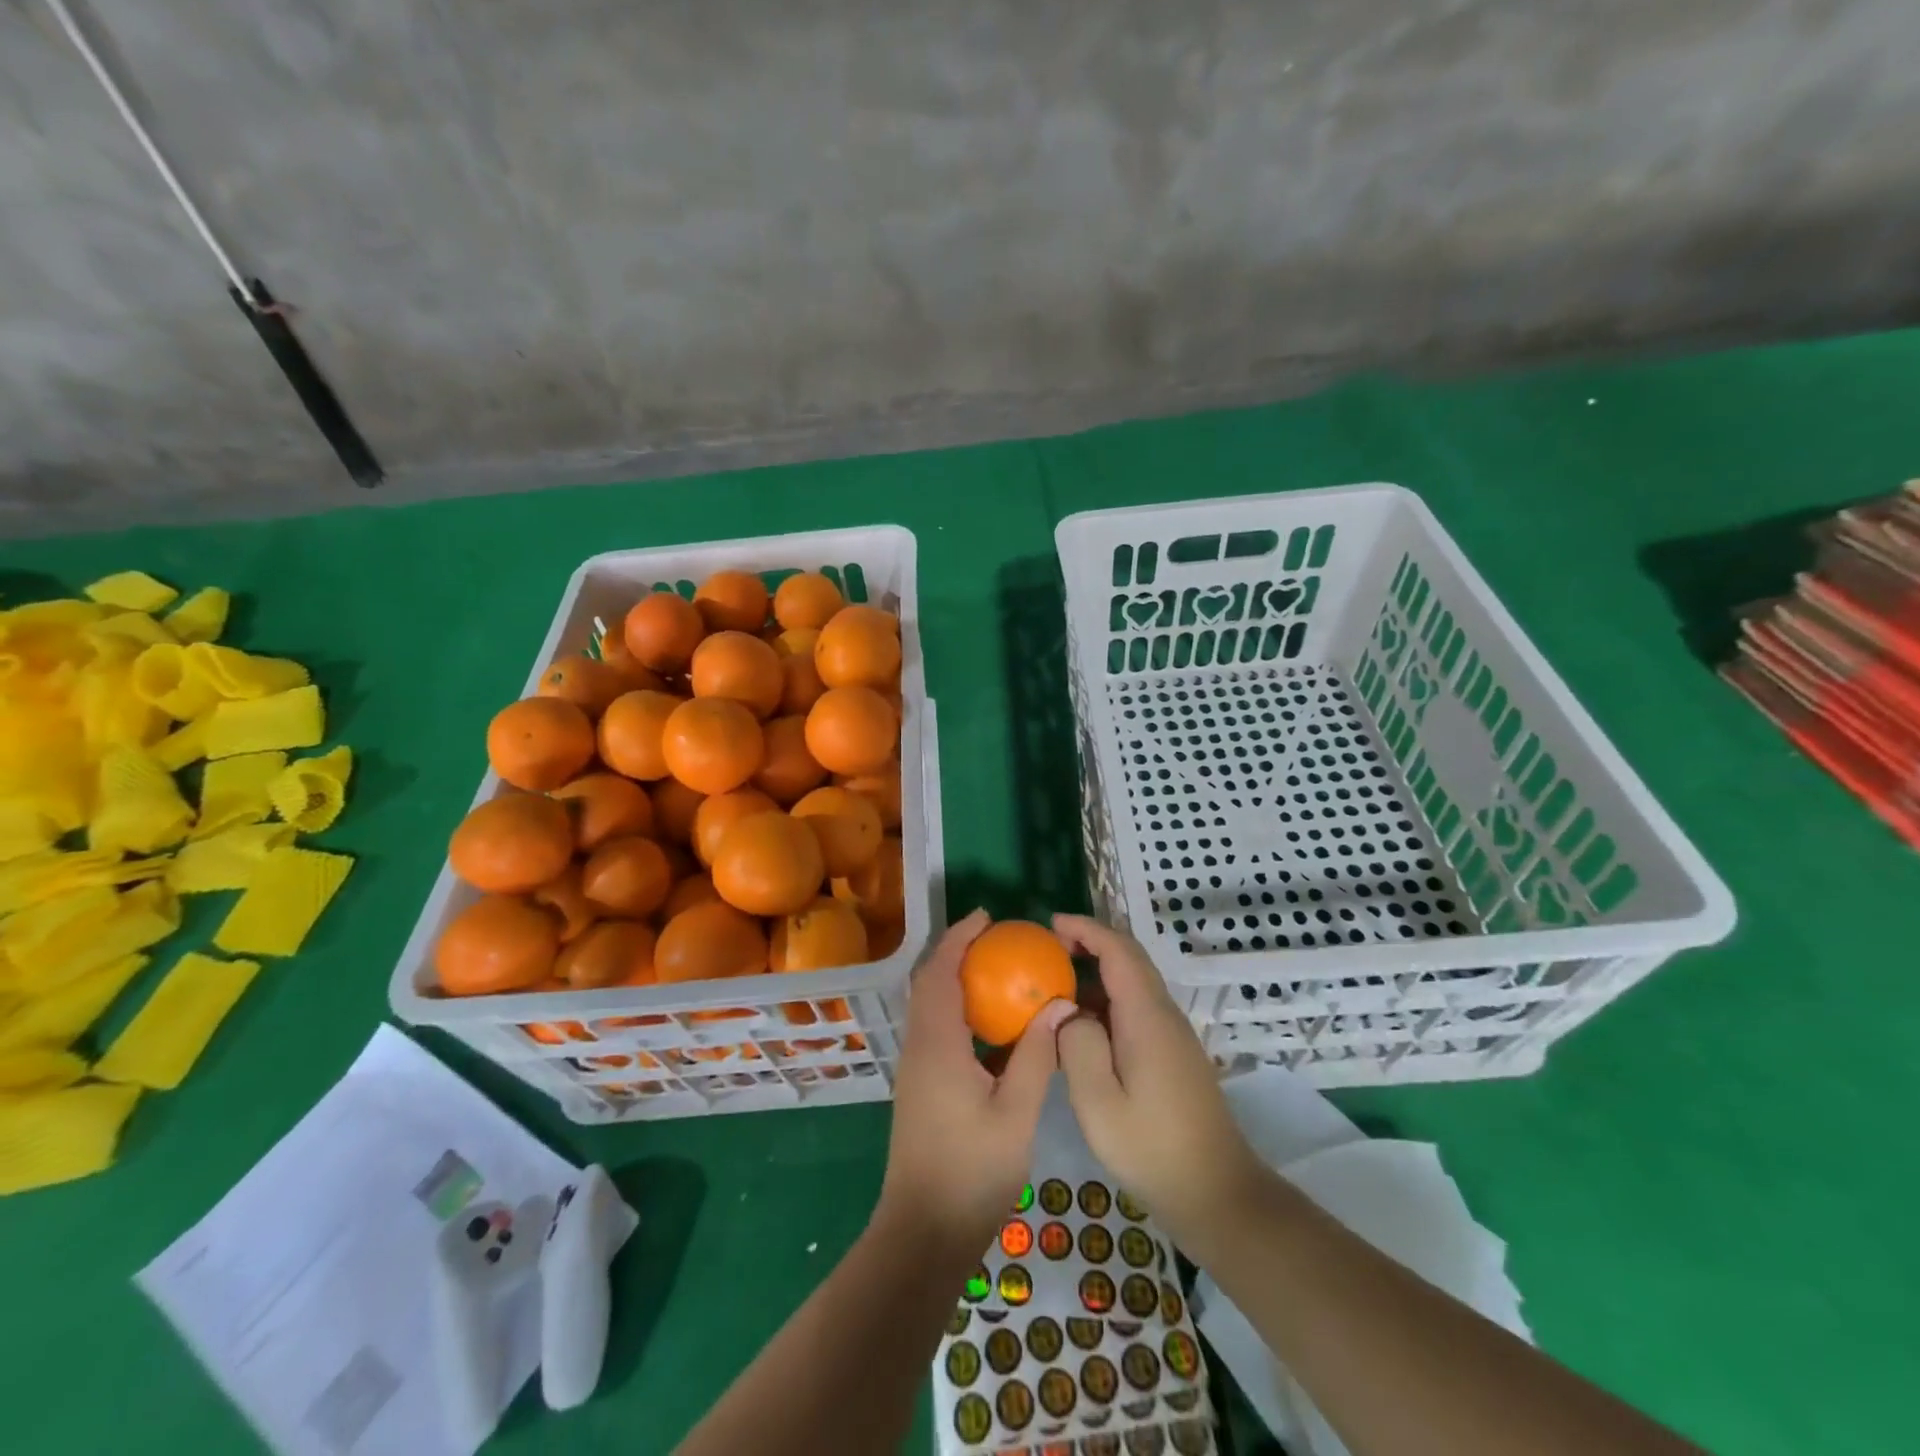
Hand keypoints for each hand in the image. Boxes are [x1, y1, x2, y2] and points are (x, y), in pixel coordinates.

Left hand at [876, 910, 1075, 1258]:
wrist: (924, 1233)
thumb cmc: (972, 1172)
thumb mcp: (1016, 1113)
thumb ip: (1036, 1055)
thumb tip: (1059, 1005)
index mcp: (937, 1044)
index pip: (940, 972)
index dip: (959, 938)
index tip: (986, 917)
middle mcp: (919, 1047)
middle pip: (929, 983)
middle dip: (956, 952)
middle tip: (995, 938)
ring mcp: (916, 1068)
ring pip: (929, 1006)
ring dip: (955, 979)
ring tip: (996, 971)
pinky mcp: (920, 1087)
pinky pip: (935, 1029)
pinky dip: (958, 1010)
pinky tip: (991, 1026)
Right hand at [1053, 914, 1262, 1248]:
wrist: (1216, 1192)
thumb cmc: (1152, 1148)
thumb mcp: (1098, 1102)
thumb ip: (1076, 1044)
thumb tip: (1067, 1010)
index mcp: (1146, 1016)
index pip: (1118, 949)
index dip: (1085, 929)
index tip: (1049, 925)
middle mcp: (1163, 1013)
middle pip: (1128, 958)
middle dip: (1089, 943)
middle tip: (1045, 951)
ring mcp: (1171, 1033)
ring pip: (1132, 983)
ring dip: (1096, 972)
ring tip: (1054, 986)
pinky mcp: (1172, 1052)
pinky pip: (1135, 1007)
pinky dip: (1106, 999)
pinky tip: (1081, 1026)